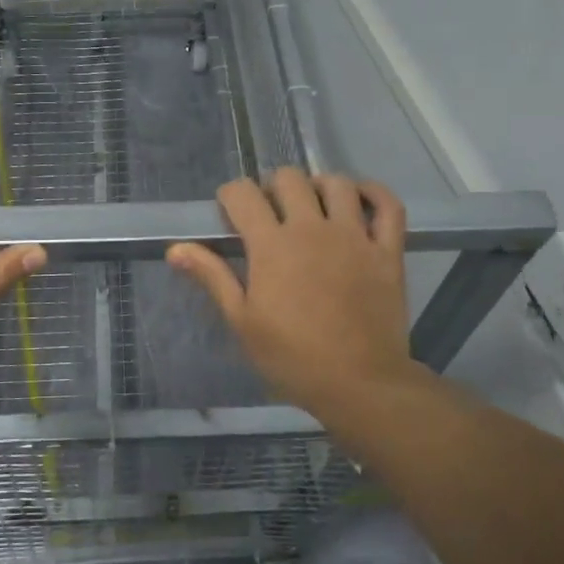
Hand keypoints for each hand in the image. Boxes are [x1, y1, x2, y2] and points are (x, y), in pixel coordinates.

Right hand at [166, 169, 412, 416]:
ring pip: (337, 183)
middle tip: (271, 213)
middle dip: (273, 187)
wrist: (359, 384)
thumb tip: (175, 248)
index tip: (231, 214)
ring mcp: (354, 236)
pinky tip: (360, 199)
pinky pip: (388, 205)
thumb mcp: (242, 321)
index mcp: (271, 245)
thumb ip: (211, 276)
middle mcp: (312, 228)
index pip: (243, 194)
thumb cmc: (292, 357)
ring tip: (313, 206)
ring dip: (319, 186)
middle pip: (289, 178)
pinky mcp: (387, 250)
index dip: (231, 196)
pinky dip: (375, 193)